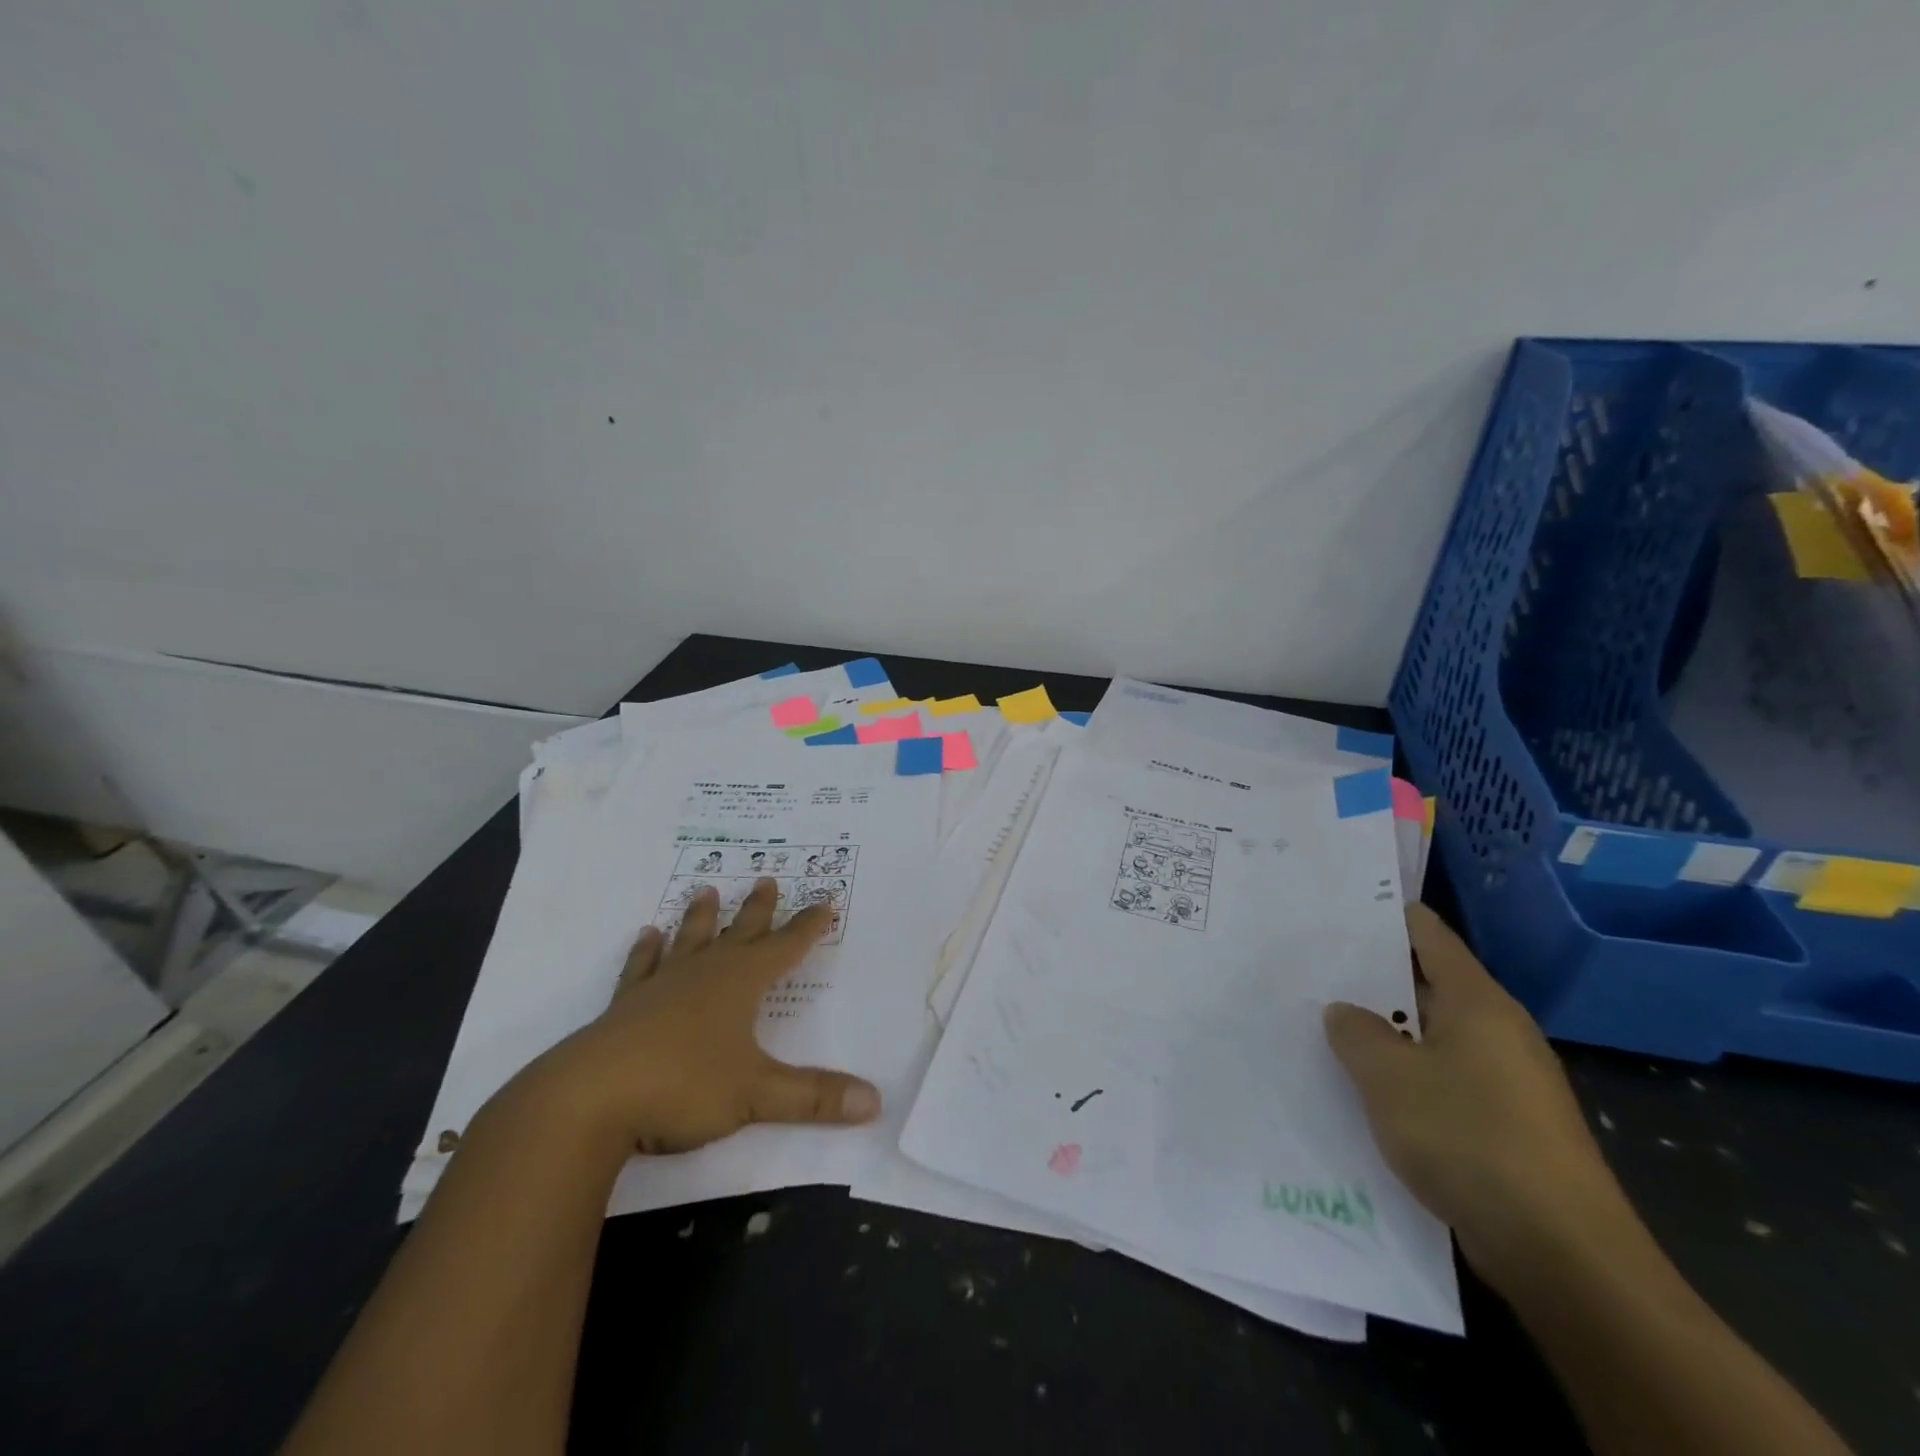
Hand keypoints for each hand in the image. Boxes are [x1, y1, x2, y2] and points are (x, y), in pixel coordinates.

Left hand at [515, 880, 880, 1156]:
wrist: (587, 1100)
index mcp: (740, 984)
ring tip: (705, 889)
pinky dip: (646, 952)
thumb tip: (876, 1103)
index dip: (807, 927)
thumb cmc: (682, 1087)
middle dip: (758, 909)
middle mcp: (704, 974)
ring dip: (701, 917)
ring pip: (690, 941)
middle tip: (767, 879)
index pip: (785, 947)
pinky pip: (641, 969)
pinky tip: (646, 936)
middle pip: (739, 933)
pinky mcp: (625, 1007)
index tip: (824, 901)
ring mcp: (661, 987)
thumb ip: (815, 1097)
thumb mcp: (757, 1095)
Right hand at [1324, 904, 1636, 1291]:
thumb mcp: (1389, 1077)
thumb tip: (1344, 1011)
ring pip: (1431, 1037)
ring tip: (1325, 1026)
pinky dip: (1405, 1077)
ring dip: (1385, 1033)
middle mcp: (1497, 1031)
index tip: (1337, 906)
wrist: (1562, 1254)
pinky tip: (1364, 1090)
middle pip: (1427, 985)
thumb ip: (1356, 1033)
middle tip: (1311, 968)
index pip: (1429, 935)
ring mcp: (1505, 1081)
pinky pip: (1442, 1081)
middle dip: (1372, 978)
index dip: (1386, 916)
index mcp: (1477, 1002)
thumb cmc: (1469, 1137)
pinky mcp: (1505, 1126)